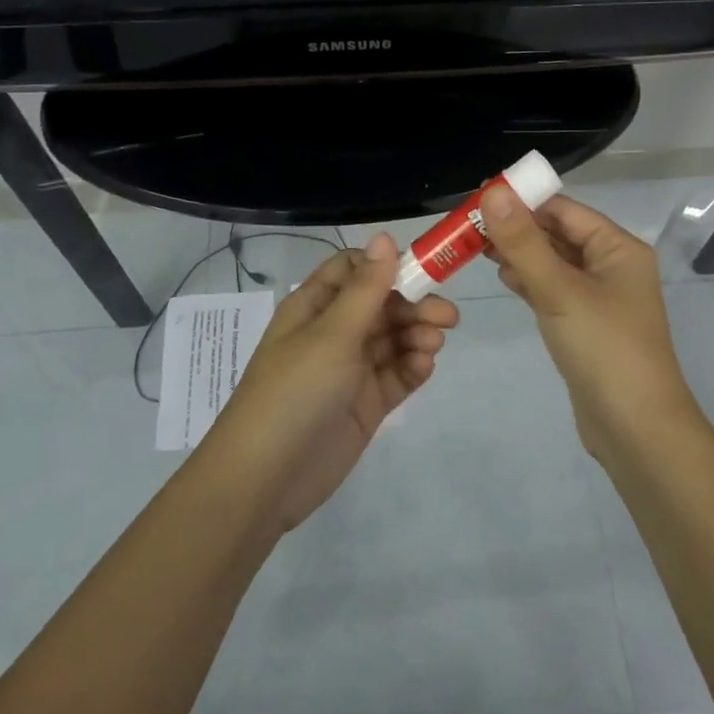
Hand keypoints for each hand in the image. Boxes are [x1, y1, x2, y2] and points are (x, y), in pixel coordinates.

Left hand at [204, 233, 458, 533]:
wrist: (266, 478)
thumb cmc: (295, 391)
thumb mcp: (332, 333)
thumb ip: (367, 287)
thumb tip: (384, 235)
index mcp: (315, 306)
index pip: (354, 270)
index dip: (387, 266)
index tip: (422, 271)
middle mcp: (333, 332)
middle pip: (382, 304)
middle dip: (414, 305)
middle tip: (447, 317)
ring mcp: (350, 370)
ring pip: (393, 339)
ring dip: (417, 335)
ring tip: (433, 345)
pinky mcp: (365, 404)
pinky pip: (396, 375)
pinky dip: (413, 367)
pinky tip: (423, 366)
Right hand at [481, 187, 697, 461]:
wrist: (635, 429)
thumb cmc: (603, 348)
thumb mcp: (559, 290)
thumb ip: (524, 242)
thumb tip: (494, 192)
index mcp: (618, 248)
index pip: (564, 209)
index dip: (523, 201)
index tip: (479, 197)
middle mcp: (612, 266)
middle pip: (558, 234)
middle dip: (517, 228)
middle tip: (469, 224)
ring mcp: (600, 298)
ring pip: (553, 262)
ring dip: (520, 253)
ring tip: (477, 246)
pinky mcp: (585, 324)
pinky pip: (554, 290)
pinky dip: (530, 280)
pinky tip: (503, 276)